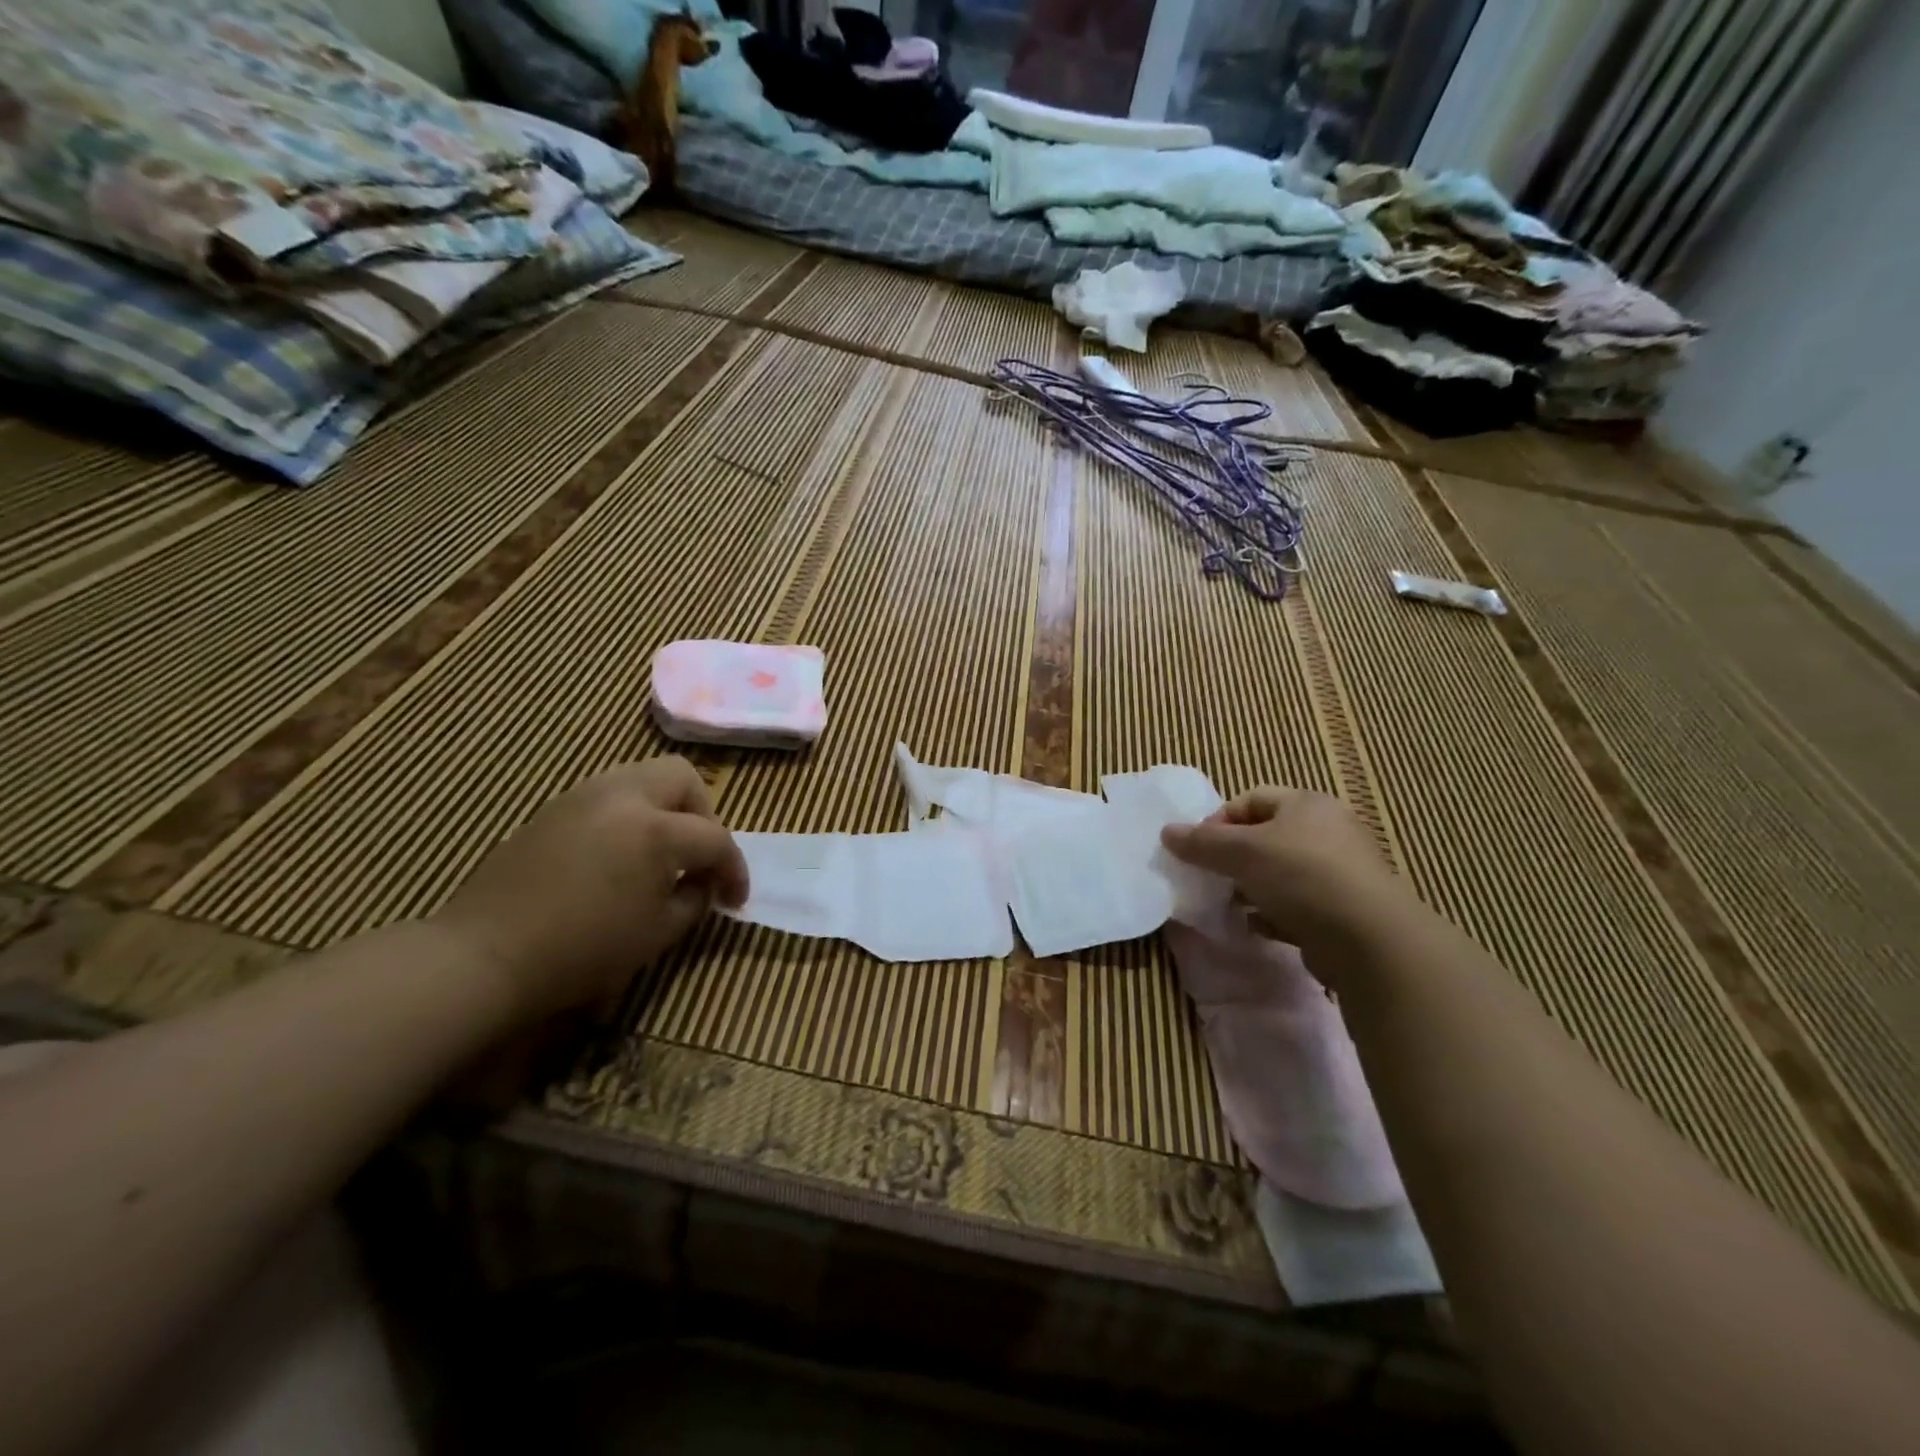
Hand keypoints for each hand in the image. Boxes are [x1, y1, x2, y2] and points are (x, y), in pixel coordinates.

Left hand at [435, 758, 748, 1024]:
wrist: (484, 955)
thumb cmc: (581, 950)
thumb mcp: (657, 934)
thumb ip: (694, 900)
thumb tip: (701, 883)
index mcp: (655, 829)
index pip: (715, 838)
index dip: (734, 869)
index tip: (735, 898)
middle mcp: (622, 796)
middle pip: (682, 778)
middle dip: (702, 814)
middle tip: (697, 856)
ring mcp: (582, 796)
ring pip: (643, 777)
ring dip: (665, 808)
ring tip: (660, 852)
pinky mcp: (553, 809)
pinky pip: (608, 794)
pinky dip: (629, 813)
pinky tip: (619, 854)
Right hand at [1160, 788, 1406, 959]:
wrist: (1370, 940)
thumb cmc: (1302, 876)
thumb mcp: (1242, 852)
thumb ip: (1202, 842)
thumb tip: (1166, 832)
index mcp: (1306, 804)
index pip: (1250, 799)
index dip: (1218, 820)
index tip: (1198, 849)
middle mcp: (1326, 831)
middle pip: (1264, 837)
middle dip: (1232, 858)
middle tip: (1210, 877)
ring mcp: (1338, 872)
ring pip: (1278, 873)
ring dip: (1250, 888)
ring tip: (1230, 904)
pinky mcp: (1342, 910)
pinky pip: (1296, 905)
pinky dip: (1272, 914)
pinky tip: (1257, 927)